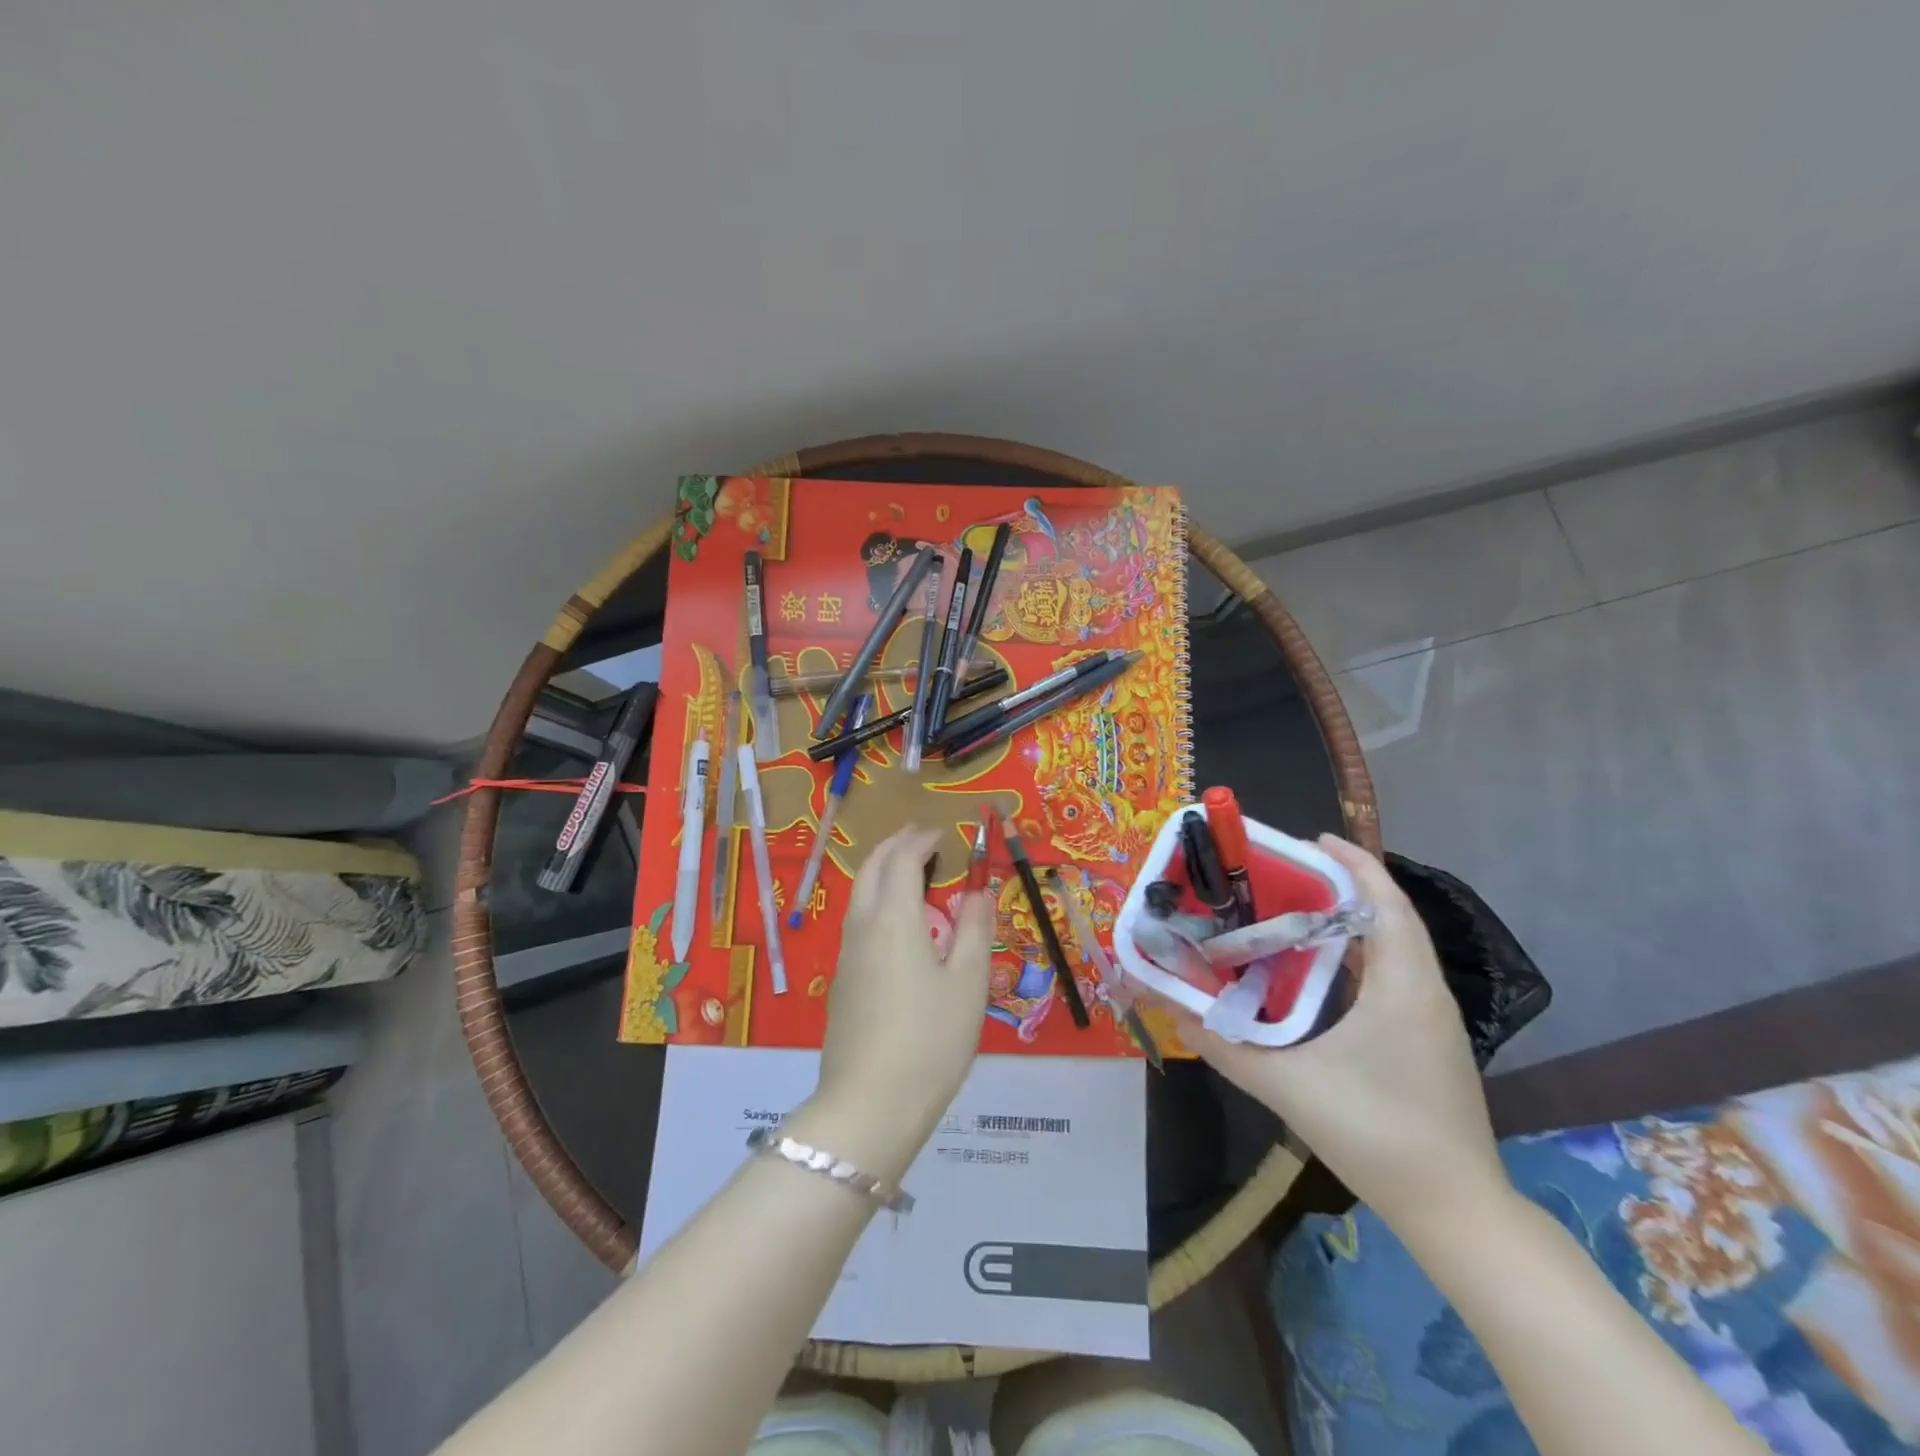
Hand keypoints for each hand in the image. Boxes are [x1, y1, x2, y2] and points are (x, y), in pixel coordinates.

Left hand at [805, 825, 993, 1175]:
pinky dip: (877, 901)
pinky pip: (858, 922)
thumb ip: (975, 928)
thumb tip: (977, 891)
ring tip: (912, 875)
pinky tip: (898, 927)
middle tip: (922, 840)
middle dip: (895, 846)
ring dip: (883, 872)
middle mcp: (863, 926)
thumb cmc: (930, 1040)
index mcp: (894, 918)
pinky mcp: (842, 982)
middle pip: (872, 868)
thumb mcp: (969, 982)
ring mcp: (846, 955)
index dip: (922, 839)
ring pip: (860, 895)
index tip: (942, 833)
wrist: (870, 1105)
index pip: (903, 859)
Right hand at [1166, 835, 1509, 1230]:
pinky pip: (1393, 976)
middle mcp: (1424, 992)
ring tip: (1295, 911)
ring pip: (1394, 948)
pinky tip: (1319, 972)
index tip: (1311, 839)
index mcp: (1403, 987)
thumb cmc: (1378, 1135)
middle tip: (1286, 873)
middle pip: (1390, 917)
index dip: (1354, 864)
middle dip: (1343, 885)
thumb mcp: (1289, 1088)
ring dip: (1351, 921)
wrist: (1456, 1212)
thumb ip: (1227, 1048)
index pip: (1386, 903)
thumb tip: (1176, 1013)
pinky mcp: (1427, 1041)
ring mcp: (1431, 1019)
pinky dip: (1359, 956)